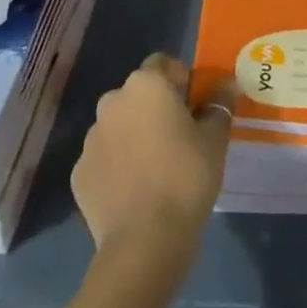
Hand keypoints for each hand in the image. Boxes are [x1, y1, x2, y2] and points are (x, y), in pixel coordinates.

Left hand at [73, 54, 233, 264]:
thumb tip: (227, 84)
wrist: (144, 243)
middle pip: (138, 95)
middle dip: (155, 108)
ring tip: (156, 168)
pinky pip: (104, 159)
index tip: (196, 106)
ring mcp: (91, 139)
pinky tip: (135, 191)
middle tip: (179, 137)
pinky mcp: (79, 174)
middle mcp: (112, 102)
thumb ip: (220, 104)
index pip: (164, 65)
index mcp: (145, 85)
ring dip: (134, 136)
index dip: (181, 81)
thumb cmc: (186, 177)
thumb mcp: (215, 139)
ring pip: (119, 126)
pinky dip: (117, 166)